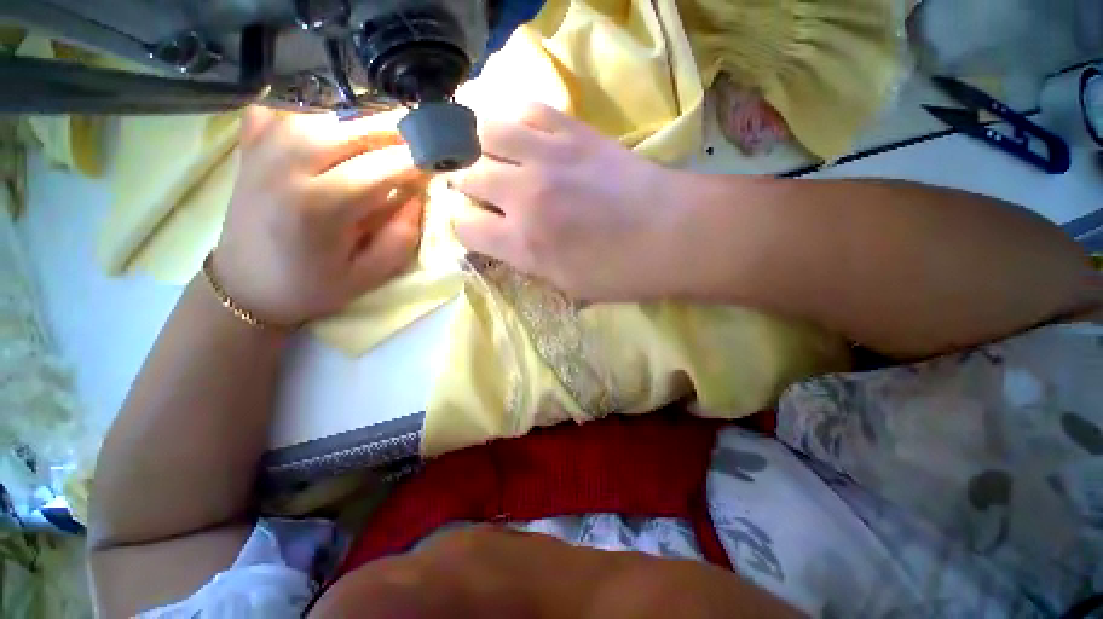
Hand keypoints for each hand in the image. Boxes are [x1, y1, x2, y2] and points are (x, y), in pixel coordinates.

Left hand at [213, 107, 423, 325]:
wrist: (245, 285)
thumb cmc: (312, 286)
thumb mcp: (370, 275)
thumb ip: (401, 235)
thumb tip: (418, 193)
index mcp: (320, 206)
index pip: (382, 165)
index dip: (418, 157)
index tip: (442, 158)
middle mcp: (287, 166)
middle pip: (352, 125)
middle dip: (396, 128)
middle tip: (422, 137)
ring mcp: (261, 149)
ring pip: (323, 110)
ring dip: (363, 118)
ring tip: (387, 136)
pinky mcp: (249, 145)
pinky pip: (283, 107)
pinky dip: (314, 109)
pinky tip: (332, 125)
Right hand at [448, 103, 685, 301]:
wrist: (671, 233)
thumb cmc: (621, 273)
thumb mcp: (566, 285)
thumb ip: (526, 261)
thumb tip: (503, 241)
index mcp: (524, 243)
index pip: (465, 227)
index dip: (468, 229)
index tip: (480, 230)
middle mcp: (524, 195)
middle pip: (468, 178)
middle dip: (471, 190)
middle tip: (488, 197)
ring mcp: (548, 156)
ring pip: (486, 133)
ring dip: (484, 149)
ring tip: (498, 160)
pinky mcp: (574, 131)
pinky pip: (528, 110)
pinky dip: (518, 122)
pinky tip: (526, 138)